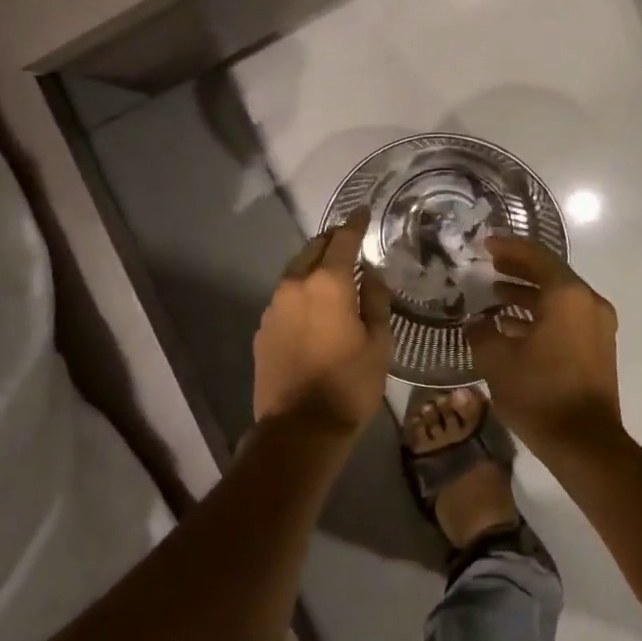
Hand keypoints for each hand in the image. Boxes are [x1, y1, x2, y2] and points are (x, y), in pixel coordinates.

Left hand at [253, 209, 392, 438]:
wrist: (299, 429)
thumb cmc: (349, 385)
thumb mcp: (379, 342)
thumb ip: (374, 300)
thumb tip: (369, 274)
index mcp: (327, 284)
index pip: (342, 239)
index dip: (355, 223)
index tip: (364, 211)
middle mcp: (295, 286)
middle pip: (313, 249)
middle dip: (331, 240)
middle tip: (349, 240)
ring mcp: (274, 308)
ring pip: (296, 273)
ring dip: (314, 266)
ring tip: (332, 273)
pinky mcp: (262, 329)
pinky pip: (285, 298)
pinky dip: (301, 292)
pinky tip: (313, 307)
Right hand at [464, 236, 621, 456]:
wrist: (585, 444)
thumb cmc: (540, 393)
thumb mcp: (497, 359)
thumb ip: (481, 332)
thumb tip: (475, 322)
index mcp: (568, 296)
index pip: (536, 257)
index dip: (508, 247)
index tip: (484, 244)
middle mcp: (588, 303)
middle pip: (550, 274)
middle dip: (518, 268)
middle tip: (489, 264)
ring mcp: (598, 326)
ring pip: (558, 298)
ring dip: (528, 294)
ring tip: (495, 295)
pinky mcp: (598, 348)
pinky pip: (566, 318)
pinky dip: (541, 315)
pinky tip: (512, 327)